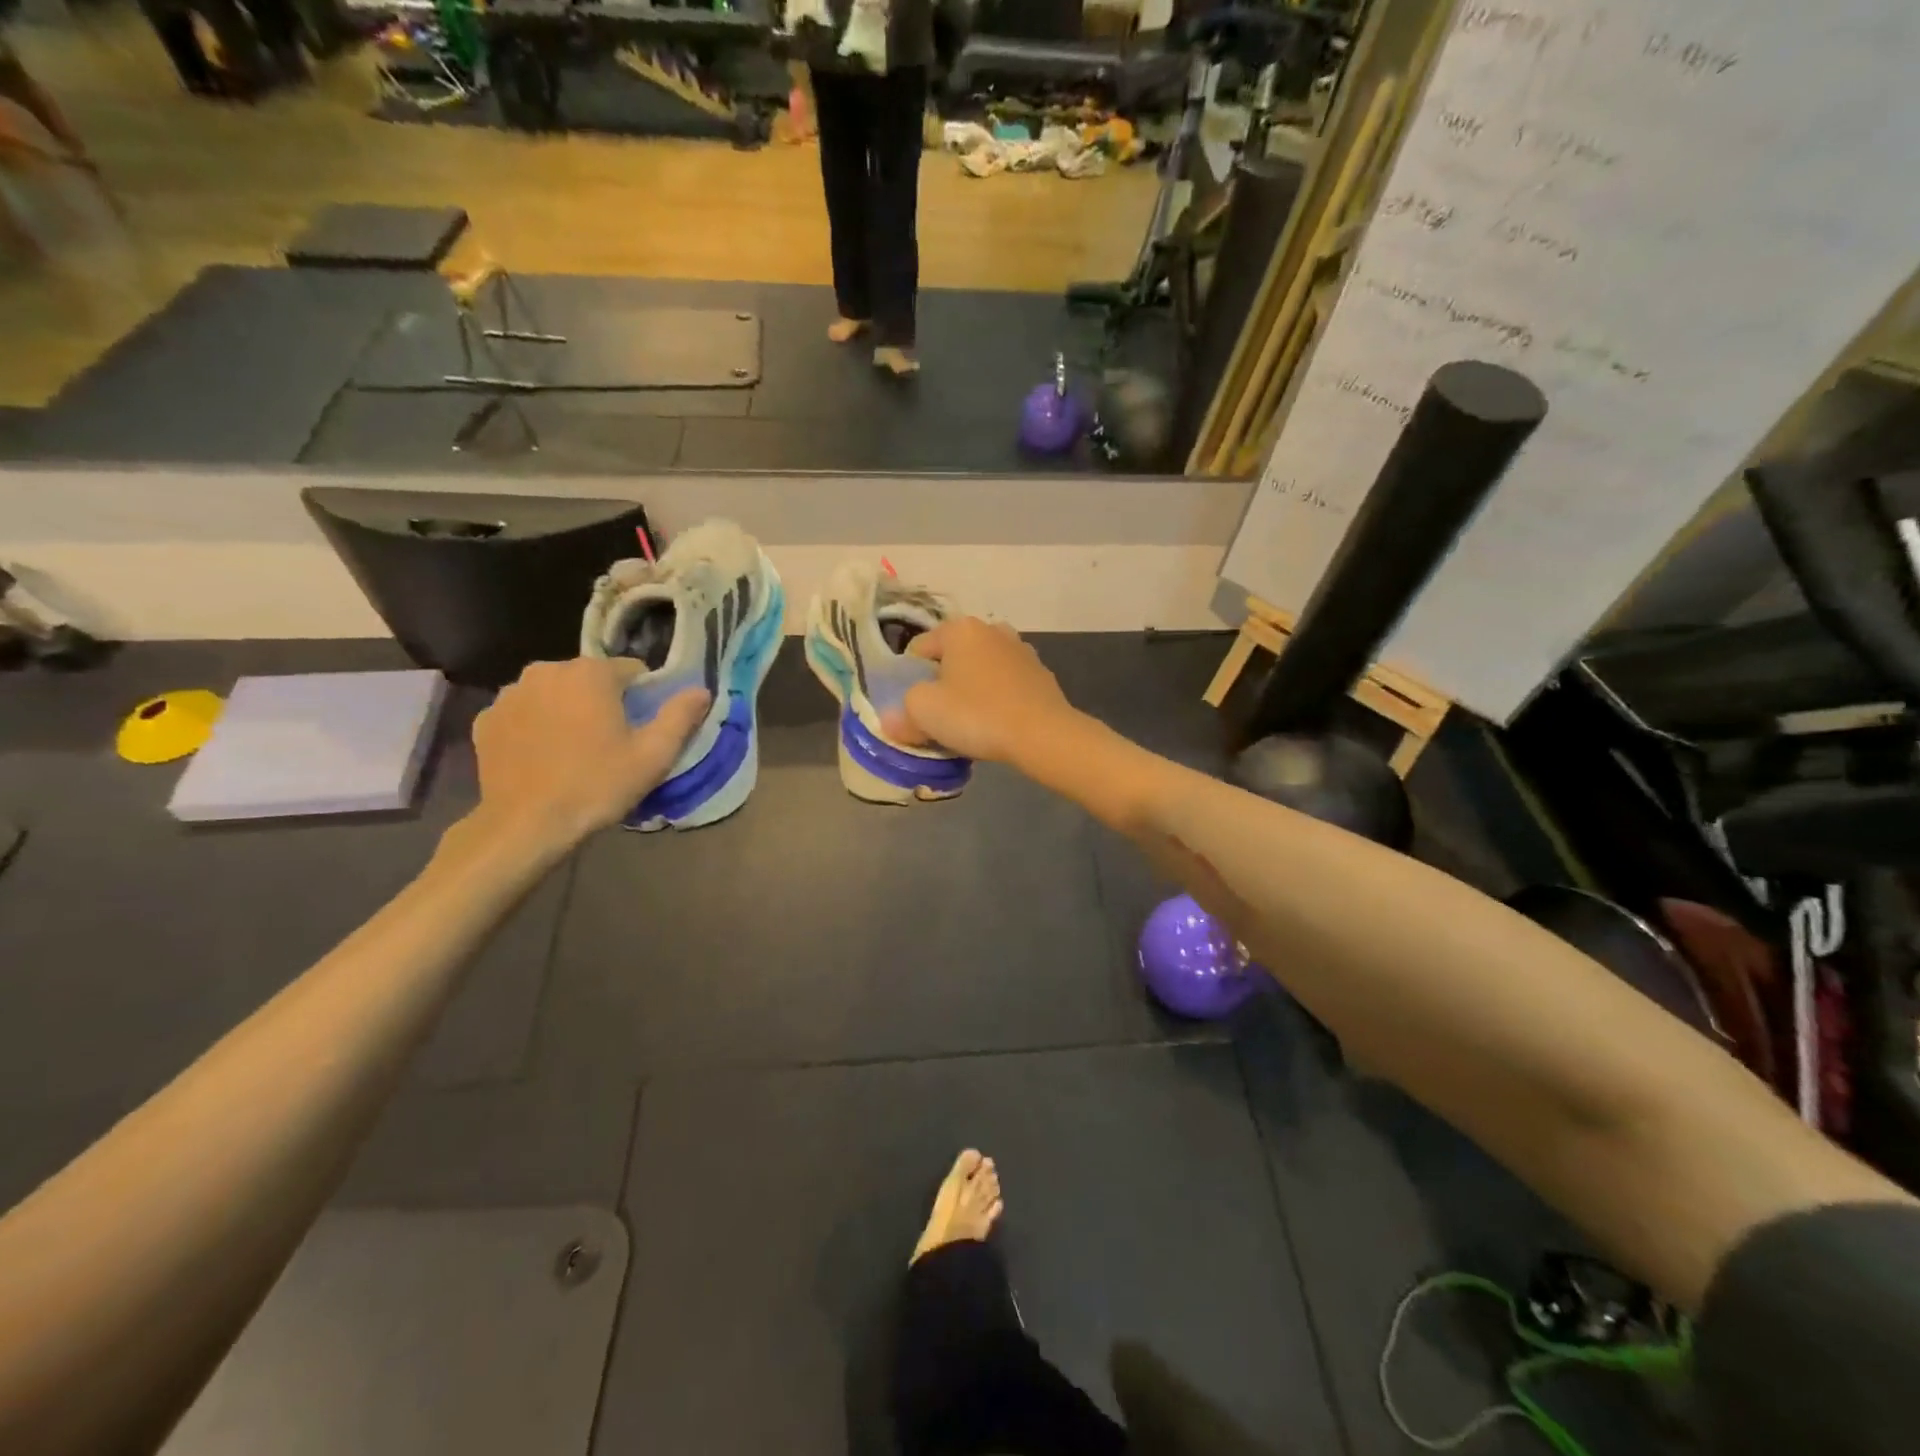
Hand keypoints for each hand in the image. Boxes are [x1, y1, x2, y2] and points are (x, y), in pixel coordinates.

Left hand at [469, 658, 708, 847]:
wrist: (526, 825)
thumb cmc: (597, 785)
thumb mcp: (654, 755)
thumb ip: (680, 716)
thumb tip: (701, 690)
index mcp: (591, 673)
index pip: (632, 671)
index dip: (643, 698)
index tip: (641, 730)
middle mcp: (546, 670)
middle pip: (590, 679)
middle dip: (603, 702)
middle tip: (610, 744)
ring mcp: (510, 694)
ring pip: (554, 694)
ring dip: (567, 712)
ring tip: (574, 752)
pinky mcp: (485, 720)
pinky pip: (524, 713)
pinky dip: (536, 727)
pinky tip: (543, 758)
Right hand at [888, 617, 1077, 763]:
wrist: (1042, 734)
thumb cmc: (976, 714)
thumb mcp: (923, 713)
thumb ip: (902, 712)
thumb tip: (893, 720)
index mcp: (960, 629)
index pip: (919, 648)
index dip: (909, 679)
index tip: (915, 708)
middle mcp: (992, 630)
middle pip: (952, 658)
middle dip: (943, 683)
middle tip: (940, 716)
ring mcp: (1022, 651)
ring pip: (981, 671)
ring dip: (971, 690)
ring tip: (969, 723)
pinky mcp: (1041, 675)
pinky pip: (1006, 686)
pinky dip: (997, 699)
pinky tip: (997, 724)